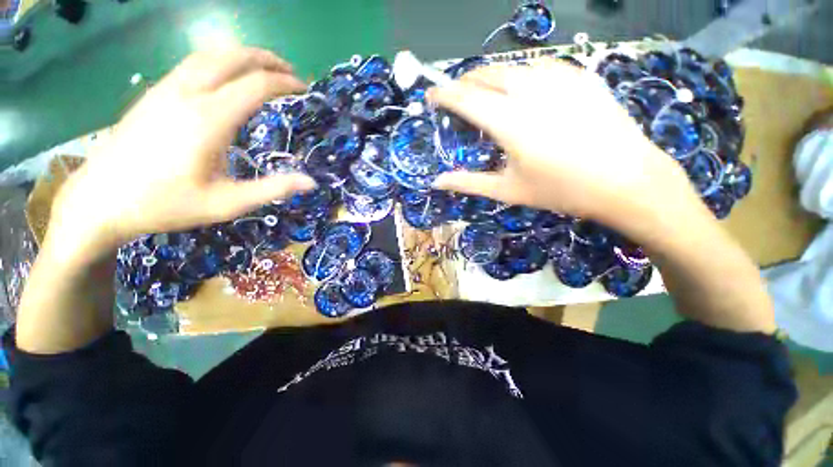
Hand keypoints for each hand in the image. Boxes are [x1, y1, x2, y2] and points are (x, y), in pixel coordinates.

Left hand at [50, 47, 315, 255]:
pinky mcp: (154, 93)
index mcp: (208, 120)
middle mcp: (187, 94)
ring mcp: (166, 89)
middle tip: (291, 72)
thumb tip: (311, 183)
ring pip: (209, 55)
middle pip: (232, 58)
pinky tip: (228, 77)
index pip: (256, 85)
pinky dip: (220, 61)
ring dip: (242, 55)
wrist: (100, 200)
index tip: (305, 89)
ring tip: (265, 68)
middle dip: (266, 60)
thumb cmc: (166, 204)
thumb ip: (272, 189)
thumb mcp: (228, 204)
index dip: (285, 83)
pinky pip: (193, 64)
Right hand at [429, 60, 697, 236]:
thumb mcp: (508, 190)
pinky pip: (540, 65)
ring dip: (490, 75)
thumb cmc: (561, 191)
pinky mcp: (580, 76)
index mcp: (510, 123)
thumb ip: (468, 183)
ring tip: (484, 91)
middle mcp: (531, 92)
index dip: (443, 93)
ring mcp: (560, 79)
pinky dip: (520, 72)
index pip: (465, 98)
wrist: (626, 181)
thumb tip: (436, 182)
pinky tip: (521, 86)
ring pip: (511, 66)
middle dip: (464, 82)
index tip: (431, 95)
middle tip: (456, 97)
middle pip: (486, 74)